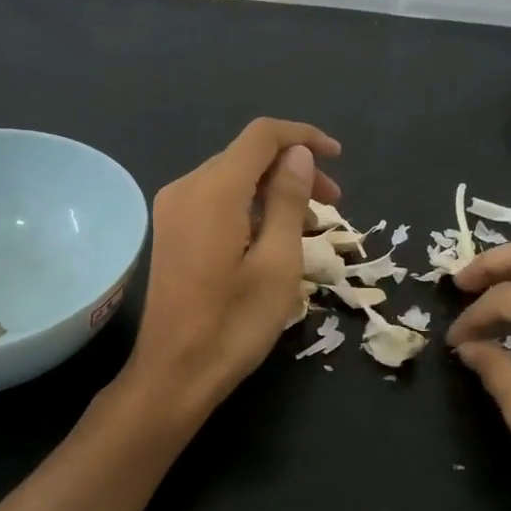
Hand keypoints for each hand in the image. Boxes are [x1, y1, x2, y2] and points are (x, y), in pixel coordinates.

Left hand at [122, 118, 340, 418]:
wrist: (174, 373)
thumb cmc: (234, 324)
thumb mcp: (278, 263)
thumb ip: (288, 200)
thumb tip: (298, 154)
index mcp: (213, 191)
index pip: (262, 136)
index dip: (303, 137)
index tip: (338, 158)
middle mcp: (186, 188)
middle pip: (247, 156)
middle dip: (293, 168)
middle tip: (332, 204)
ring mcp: (173, 210)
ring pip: (232, 178)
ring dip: (274, 190)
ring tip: (310, 227)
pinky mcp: (171, 231)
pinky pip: (216, 200)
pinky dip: (251, 207)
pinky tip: (274, 237)